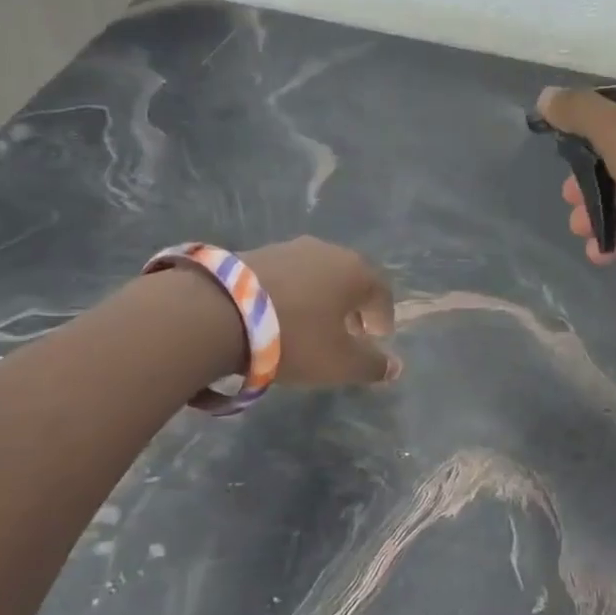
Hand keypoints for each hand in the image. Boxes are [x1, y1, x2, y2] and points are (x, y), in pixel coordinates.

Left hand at [242, 237, 400, 385]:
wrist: (219, 312)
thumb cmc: (296, 337)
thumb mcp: (340, 363)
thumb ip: (372, 366)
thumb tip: (396, 367)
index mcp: (355, 271)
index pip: (381, 292)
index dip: (383, 317)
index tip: (377, 338)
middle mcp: (327, 251)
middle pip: (349, 279)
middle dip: (353, 306)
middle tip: (348, 333)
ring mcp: (289, 248)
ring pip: (317, 275)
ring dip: (321, 299)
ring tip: (311, 326)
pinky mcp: (256, 252)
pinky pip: (287, 276)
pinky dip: (292, 294)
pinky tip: (279, 316)